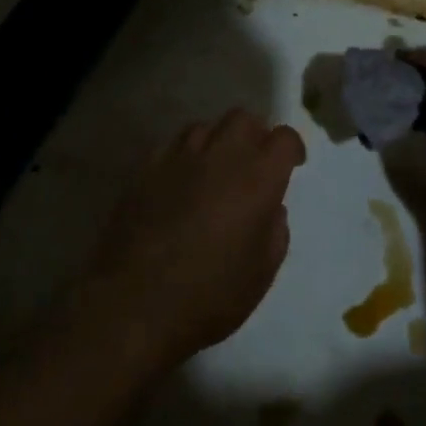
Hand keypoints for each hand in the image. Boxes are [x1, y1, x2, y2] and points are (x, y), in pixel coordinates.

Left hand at [75, 109, 306, 366]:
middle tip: (254, 165)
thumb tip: (270, 208)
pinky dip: (184, 157)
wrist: (133, 306)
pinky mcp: (143, 171)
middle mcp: (219, 157)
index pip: (283, 138)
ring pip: (204, 127)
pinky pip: (171, 147)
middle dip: (255, 135)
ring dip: (217, 143)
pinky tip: (181, 184)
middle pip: (242, 119)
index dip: (292, 148)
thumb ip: (275, 230)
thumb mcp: (262, 272)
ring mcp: (176, 160)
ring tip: (215, 172)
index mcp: (257, 179)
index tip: (292, 165)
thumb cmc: (209, 296)